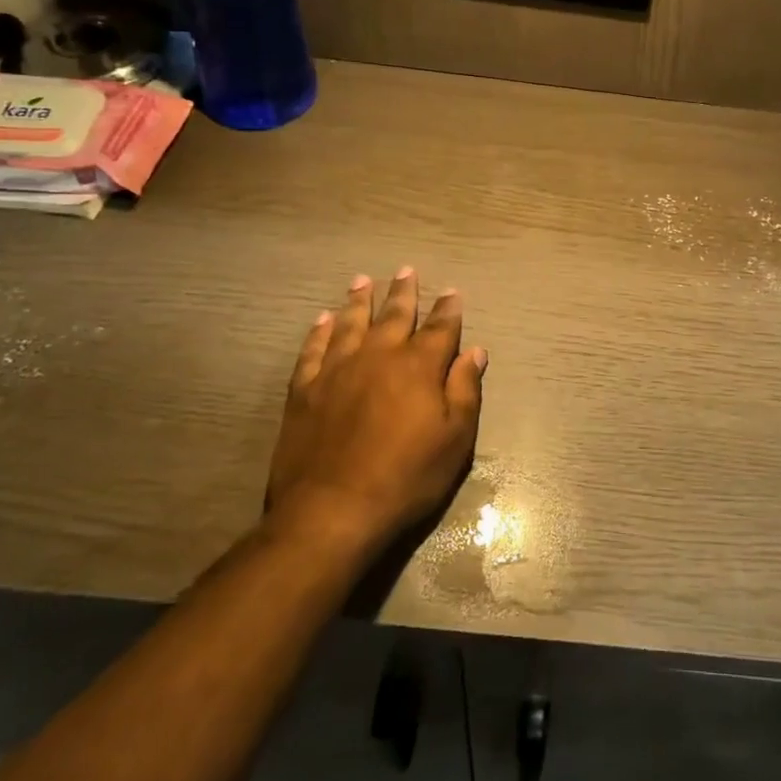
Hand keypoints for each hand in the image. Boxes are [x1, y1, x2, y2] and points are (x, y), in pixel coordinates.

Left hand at [267, 267, 486, 548]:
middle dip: (404, 292)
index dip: (448, 309)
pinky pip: (313, 350)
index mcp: (419, 366)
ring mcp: (338, 370)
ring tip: (363, 280)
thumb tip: (474, 351)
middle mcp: (379, 356)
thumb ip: (465, 389)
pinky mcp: (305, 390)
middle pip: (394, 315)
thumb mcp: (455, 439)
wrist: (332, 510)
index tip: (452, 291)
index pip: (439, 328)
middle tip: (406, 269)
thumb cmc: (406, 477)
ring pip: (351, 323)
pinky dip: (319, 332)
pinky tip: (322, 320)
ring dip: (359, 301)